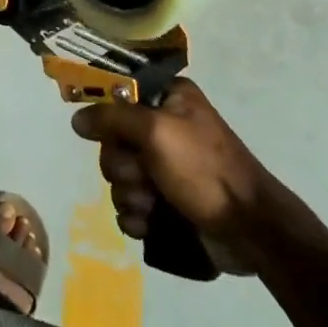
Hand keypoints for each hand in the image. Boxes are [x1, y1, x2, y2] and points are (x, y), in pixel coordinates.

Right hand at [71, 78, 275, 272]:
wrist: (250, 230)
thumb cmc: (204, 169)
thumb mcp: (156, 132)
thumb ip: (112, 119)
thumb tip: (77, 119)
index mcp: (168, 98)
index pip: (119, 96)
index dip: (110, 120)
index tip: (114, 138)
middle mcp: (165, 126)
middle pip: (114, 140)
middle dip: (123, 167)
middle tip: (143, 177)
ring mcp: (166, 166)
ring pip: (120, 175)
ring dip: (129, 195)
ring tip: (152, 206)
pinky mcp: (167, 201)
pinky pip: (130, 204)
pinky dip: (135, 216)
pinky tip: (148, 225)